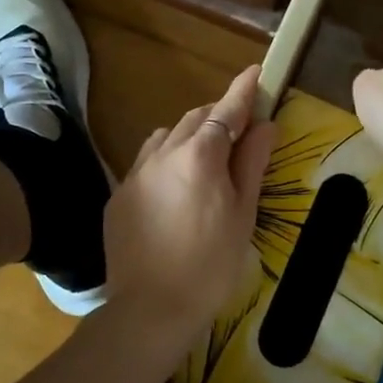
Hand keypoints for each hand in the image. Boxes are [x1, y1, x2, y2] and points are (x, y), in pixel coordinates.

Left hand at [105, 64, 275, 338]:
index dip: (243, 91)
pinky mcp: (118, 194)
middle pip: (195, 119)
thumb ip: (251, 164)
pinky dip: (167, 160)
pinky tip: (176, 188)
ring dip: (190, 136)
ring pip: (167, 136)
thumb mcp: (242, 214)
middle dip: (218, 115)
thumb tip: (264, 125)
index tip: (256, 72)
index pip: (225, 110)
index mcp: (199, 156)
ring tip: (208, 160)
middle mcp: (162, 153)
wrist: (151, 309)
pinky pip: (147, 162)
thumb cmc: (210, 265)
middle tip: (241, 129)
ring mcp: (135, 173)